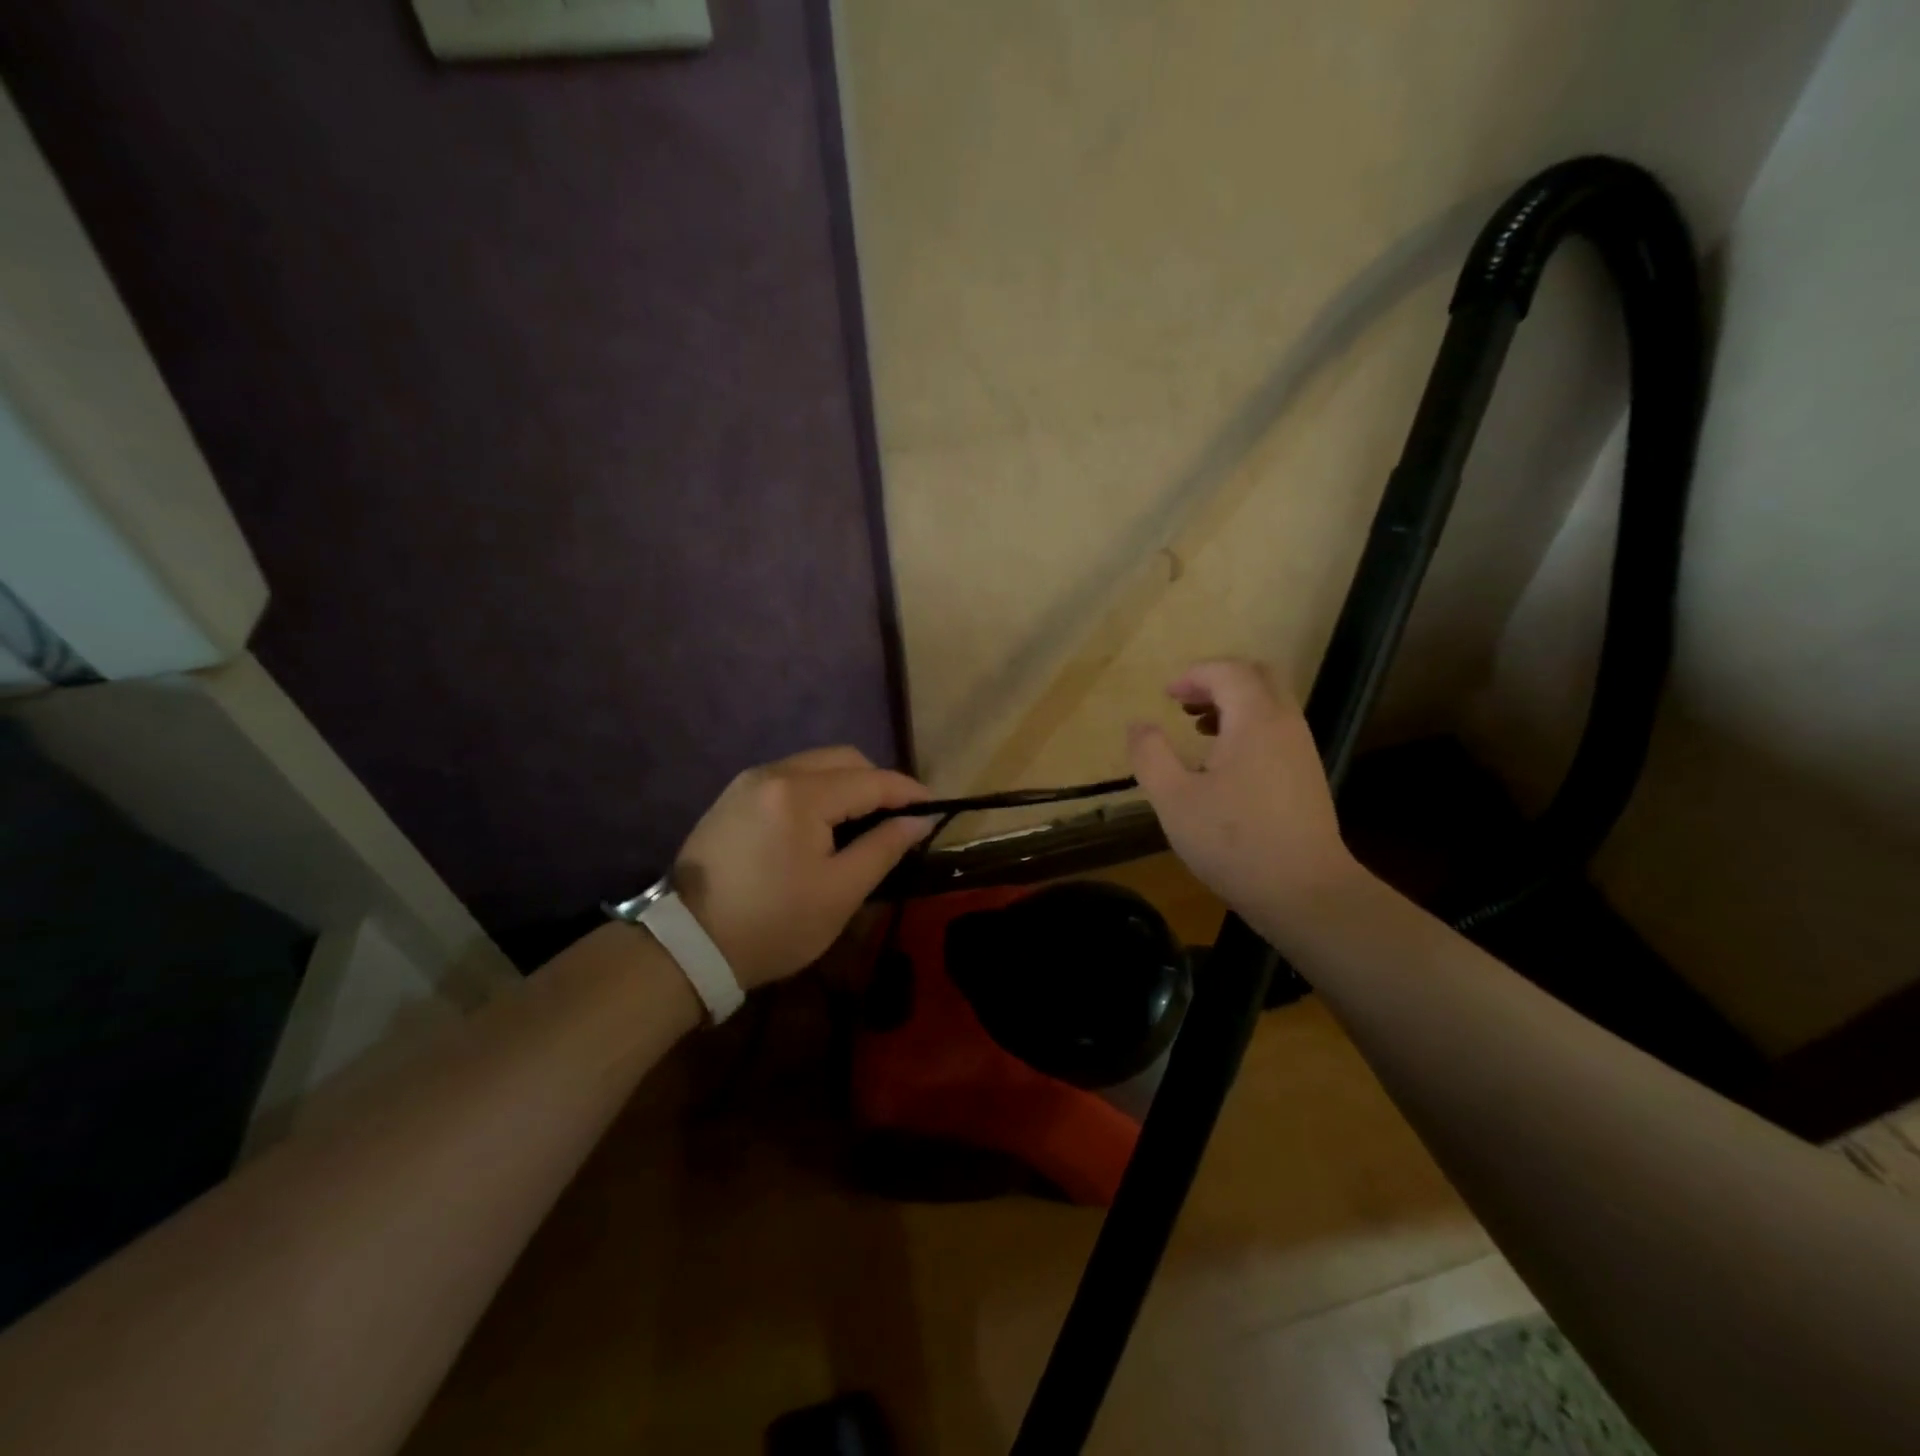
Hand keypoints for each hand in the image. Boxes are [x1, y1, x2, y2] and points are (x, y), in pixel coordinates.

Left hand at [672, 747, 933, 990]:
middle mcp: (773, 773)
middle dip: (877, 782)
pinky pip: (789, 778)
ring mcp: (748, 782)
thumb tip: (919, 820)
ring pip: (815, 765)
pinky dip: (817, 791)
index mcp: (800, 794)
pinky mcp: (733, 797)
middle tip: (896, 818)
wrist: (687, 946)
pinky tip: (823, 824)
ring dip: (846, 785)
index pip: (871, 780)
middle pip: (843, 759)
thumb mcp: (840, 892)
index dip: (908, 792)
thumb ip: (884, 847)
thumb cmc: (773, 924)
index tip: (934, 808)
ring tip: (863, 822)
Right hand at [1127, 660, 1361, 927]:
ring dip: (1234, 704)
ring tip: (1198, 731)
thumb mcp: (1174, 799)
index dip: (1194, 675)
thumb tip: (1138, 725)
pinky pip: (1277, 729)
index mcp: (1255, 720)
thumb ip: (1150, 755)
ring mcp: (1301, 750)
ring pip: (1270, 703)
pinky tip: (1224, 763)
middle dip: (1218, 681)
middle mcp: (1285, 724)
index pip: (1228, 671)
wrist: (1304, 891)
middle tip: (1185, 703)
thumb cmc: (1233, 841)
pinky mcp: (1307, 775)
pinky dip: (1248, 727)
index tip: (1166, 696)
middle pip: (1257, 676)